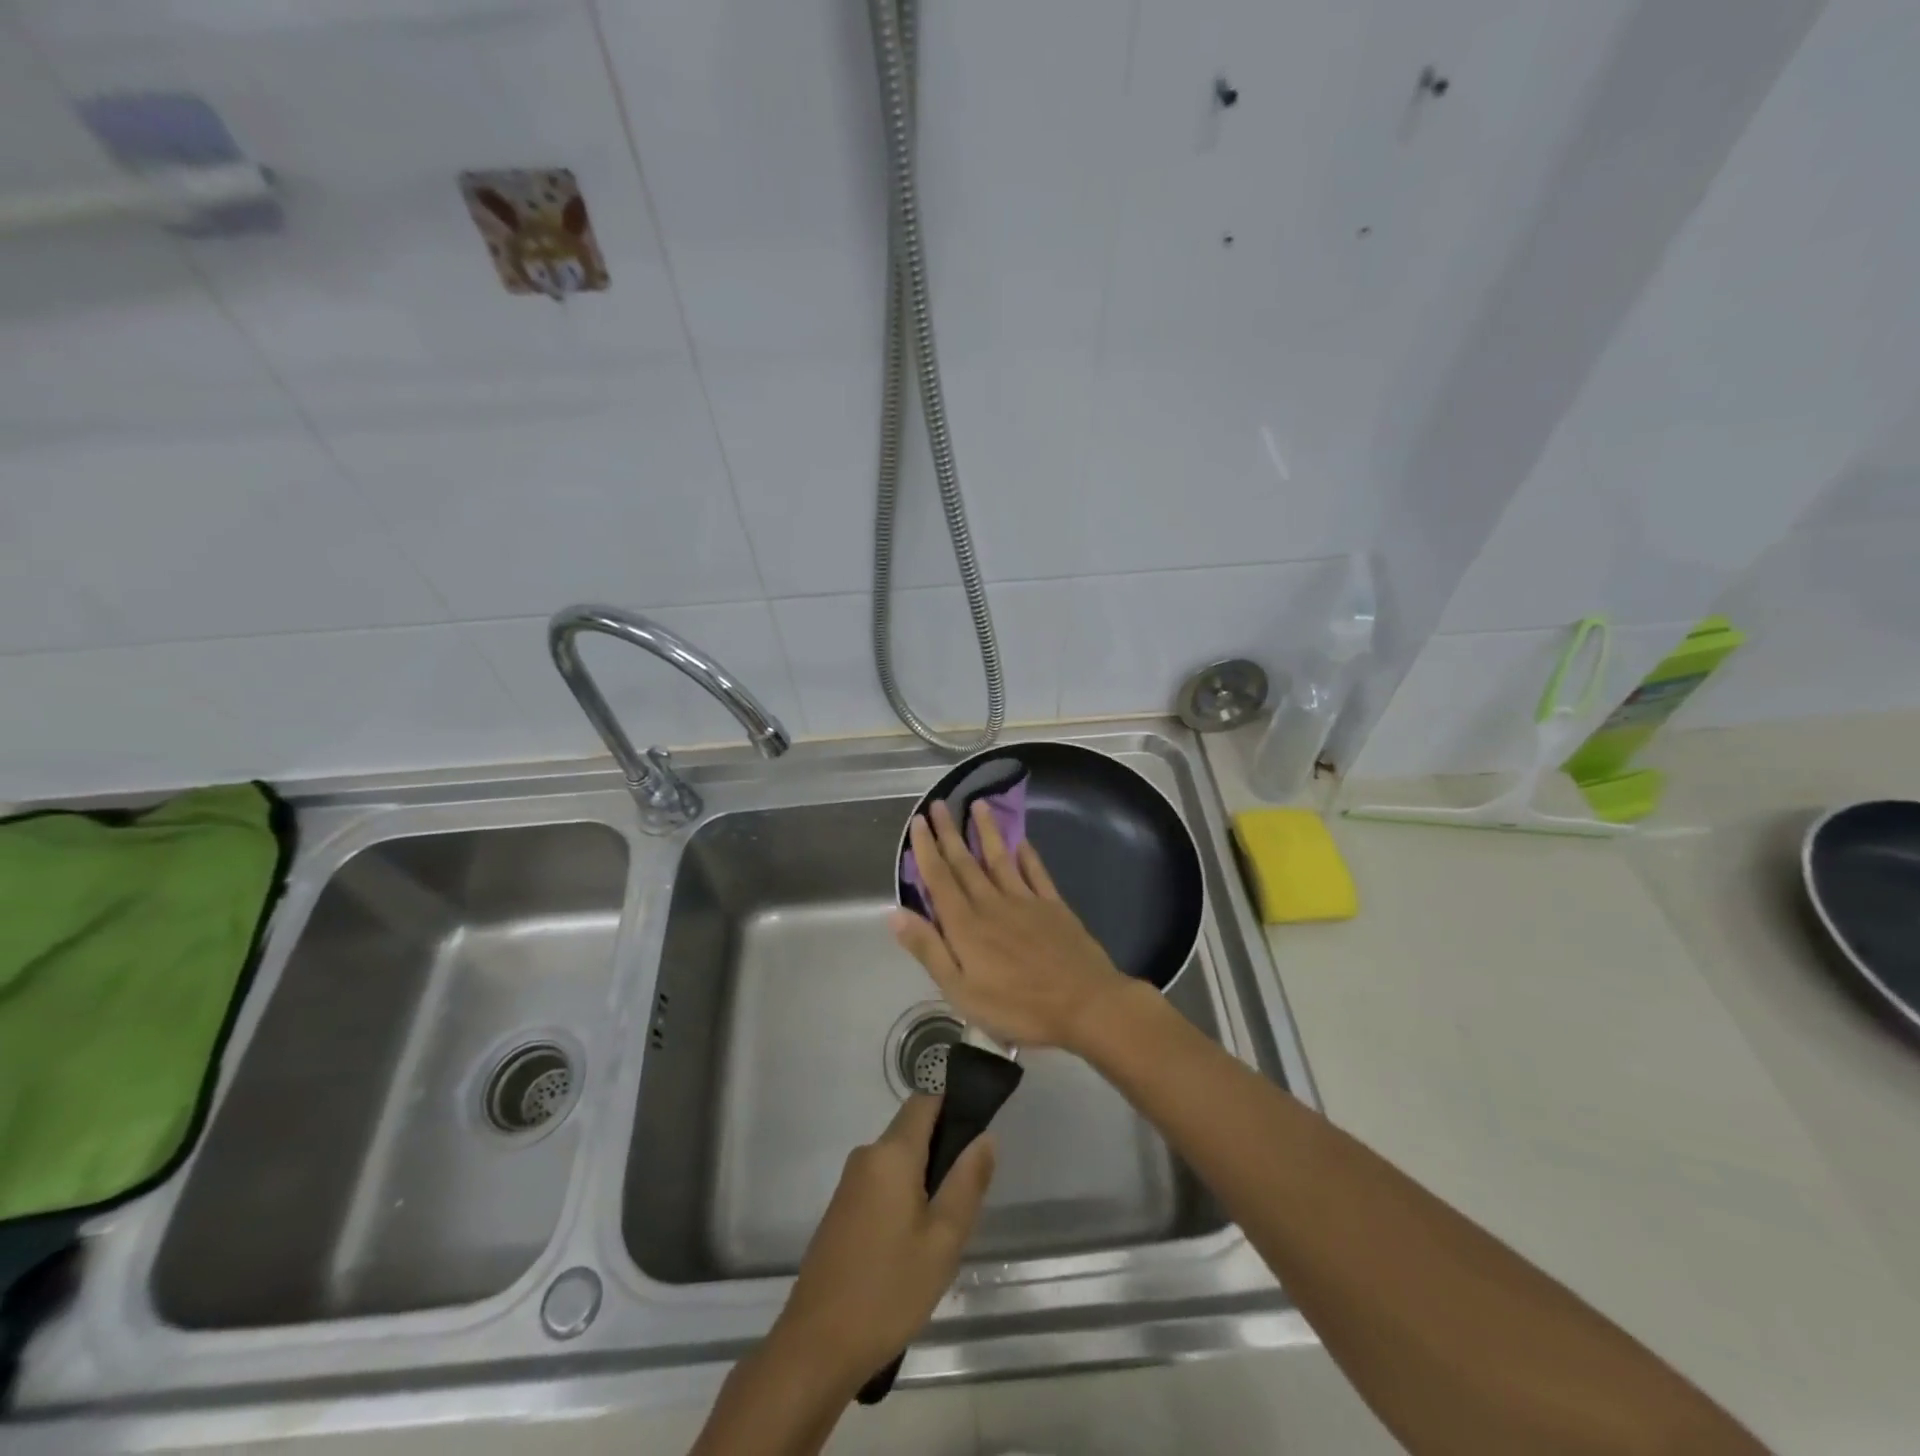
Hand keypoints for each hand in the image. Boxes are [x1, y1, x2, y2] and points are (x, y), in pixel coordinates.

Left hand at [772, 1093, 994, 1387]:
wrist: (816, 1347)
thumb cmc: (888, 1290)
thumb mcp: (943, 1240)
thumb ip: (967, 1182)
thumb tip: (985, 1136)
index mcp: (892, 1153)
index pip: (926, 1099)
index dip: (955, 1101)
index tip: (982, 1121)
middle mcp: (867, 1156)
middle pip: (912, 1129)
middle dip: (944, 1147)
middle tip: (971, 1191)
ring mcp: (850, 1183)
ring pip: (899, 1159)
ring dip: (925, 1176)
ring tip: (947, 1225)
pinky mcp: (842, 1209)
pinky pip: (882, 1182)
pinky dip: (905, 1195)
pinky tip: (916, 1241)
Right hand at [891, 798, 1128, 1051]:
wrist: (1084, 1004)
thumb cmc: (1017, 1007)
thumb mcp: (961, 991)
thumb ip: (929, 949)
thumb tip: (895, 914)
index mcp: (966, 925)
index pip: (939, 879)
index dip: (926, 850)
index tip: (918, 823)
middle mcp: (992, 904)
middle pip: (966, 863)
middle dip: (949, 833)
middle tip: (938, 804)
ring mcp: (1025, 901)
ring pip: (1000, 858)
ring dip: (986, 831)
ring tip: (977, 804)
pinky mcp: (1053, 906)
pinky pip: (1036, 872)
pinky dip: (1027, 854)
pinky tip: (1020, 840)